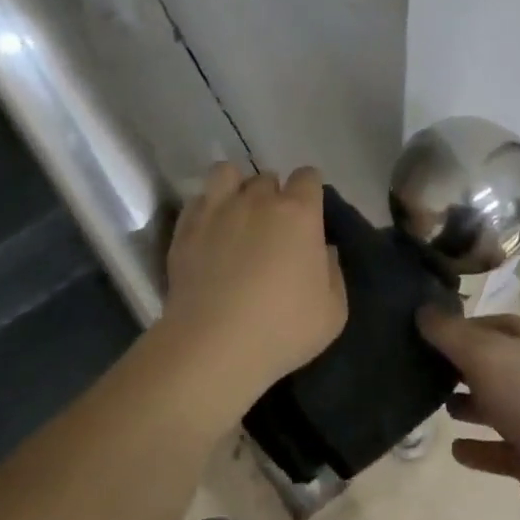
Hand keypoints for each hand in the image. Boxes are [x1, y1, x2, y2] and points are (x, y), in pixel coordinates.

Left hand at [156, 163, 346, 424]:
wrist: (213, 346)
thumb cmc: (282, 329)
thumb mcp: (333, 311)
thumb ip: (333, 272)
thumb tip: (322, 250)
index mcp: (299, 212)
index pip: (308, 176)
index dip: (309, 192)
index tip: (309, 215)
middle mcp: (259, 200)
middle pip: (267, 178)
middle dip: (272, 195)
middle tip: (271, 227)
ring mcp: (218, 209)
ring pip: (226, 173)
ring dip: (234, 187)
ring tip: (235, 214)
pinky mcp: (186, 228)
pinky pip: (197, 200)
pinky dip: (205, 209)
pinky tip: (208, 232)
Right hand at [419, 308, 519, 519]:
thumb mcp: (483, 352)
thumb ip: (449, 333)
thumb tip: (422, 310)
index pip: (494, 324)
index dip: (463, 326)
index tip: (428, 332)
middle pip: (495, 364)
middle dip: (463, 366)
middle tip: (425, 368)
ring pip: (498, 406)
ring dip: (470, 406)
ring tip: (437, 406)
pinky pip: (500, 450)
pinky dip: (479, 449)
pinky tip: (455, 450)